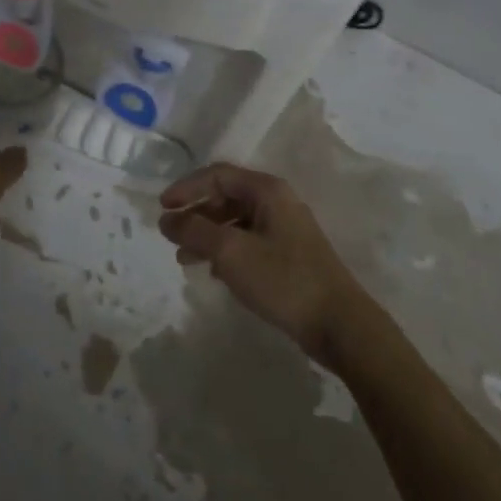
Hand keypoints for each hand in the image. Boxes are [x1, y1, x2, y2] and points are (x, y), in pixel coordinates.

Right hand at [159, 163, 367, 360]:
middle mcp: (277, 202)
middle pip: (226, 196)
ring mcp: (285, 229)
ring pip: (235, 222)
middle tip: (171, 235)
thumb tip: (165, 218)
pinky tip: (212, 271)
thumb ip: (194, 231)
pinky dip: (225, 251)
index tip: (162, 208)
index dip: (186, 188)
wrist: (339, 324)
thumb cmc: (283, 279)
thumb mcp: (230, 252)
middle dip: (195, 214)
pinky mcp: (289, 255)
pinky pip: (247, 241)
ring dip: (207, 235)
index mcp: (267, 191)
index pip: (217, 175)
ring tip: (183, 258)